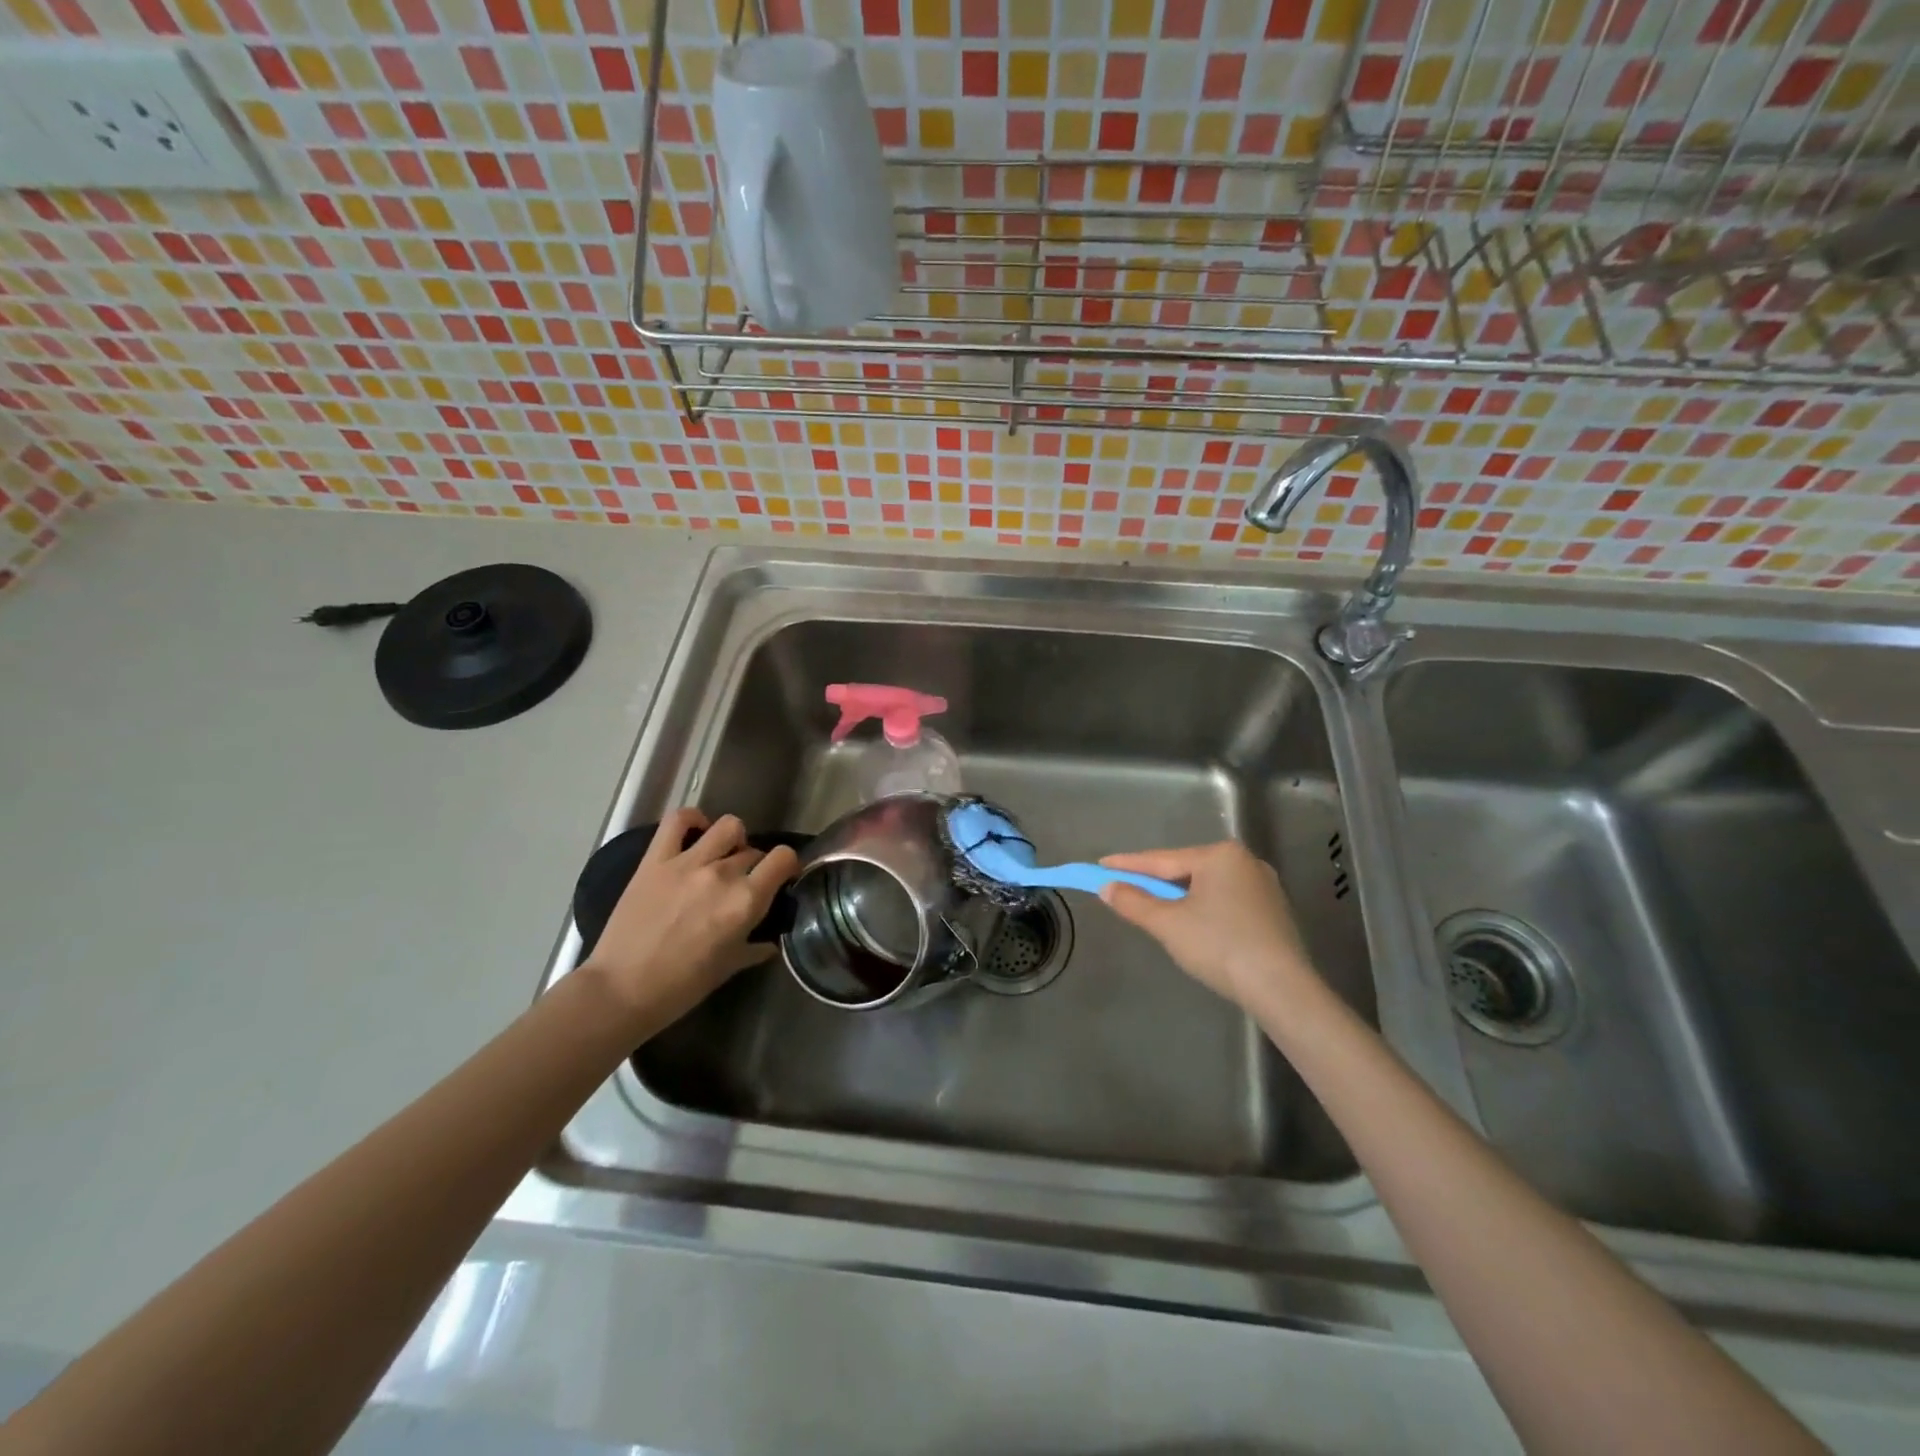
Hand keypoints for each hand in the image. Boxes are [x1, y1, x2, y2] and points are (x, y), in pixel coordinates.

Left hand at [580, 808, 798, 1032]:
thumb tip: (771, 942)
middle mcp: (722, 874)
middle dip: (754, 865)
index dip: (787, 865)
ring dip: (732, 839)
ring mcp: (688, 862)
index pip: (783, 858)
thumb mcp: (729, 968)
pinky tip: (695, 832)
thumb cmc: (681, 987)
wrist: (620, 991)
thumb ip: (755, 948)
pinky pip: (678, 820)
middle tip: (743, 884)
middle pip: (753, 851)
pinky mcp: (656, 859)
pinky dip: (692, 819)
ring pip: (728, 826)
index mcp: (746, 901)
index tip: (781, 878)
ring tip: (722, 856)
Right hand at [1099, 841, 1319, 1016]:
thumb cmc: (1219, 946)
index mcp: (1219, 855)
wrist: (1281, 988)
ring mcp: (1263, 886)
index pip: (1162, 860)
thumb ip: (1134, 902)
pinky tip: (1193, 925)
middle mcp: (1245, 861)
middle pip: (1186, 871)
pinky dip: (1203, 909)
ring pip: (1206, 887)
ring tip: (1154, 910)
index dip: (1127, 865)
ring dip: (1179, 897)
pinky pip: (1226, 901)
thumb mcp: (1168, 924)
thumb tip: (1107, 888)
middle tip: (1124, 888)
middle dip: (1155, 882)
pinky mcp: (1273, 911)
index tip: (1100, 865)